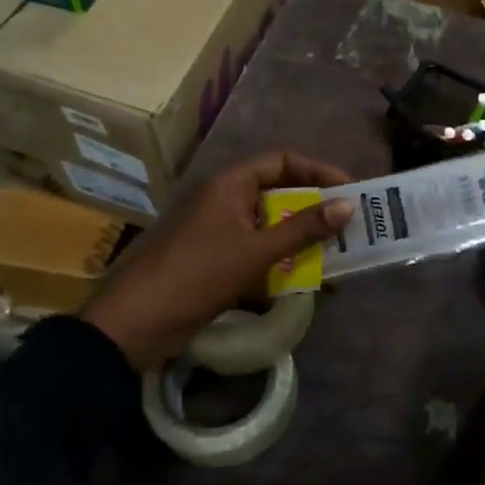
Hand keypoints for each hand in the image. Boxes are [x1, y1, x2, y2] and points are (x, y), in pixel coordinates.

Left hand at [80, 151, 355, 371]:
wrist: (135, 324)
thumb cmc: (198, 275)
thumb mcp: (257, 250)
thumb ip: (304, 228)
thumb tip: (348, 205)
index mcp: (229, 184)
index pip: (282, 160)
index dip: (318, 171)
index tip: (349, 191)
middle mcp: (223, 200)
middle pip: (278, 192)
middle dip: (315, 209)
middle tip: (348, 226)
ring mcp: (216, 231)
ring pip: (269, 225)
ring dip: (301, 239)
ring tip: (335, 255)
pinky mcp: (213, 260)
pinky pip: (256, 251)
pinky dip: (281, 261)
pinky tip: (304, 282)